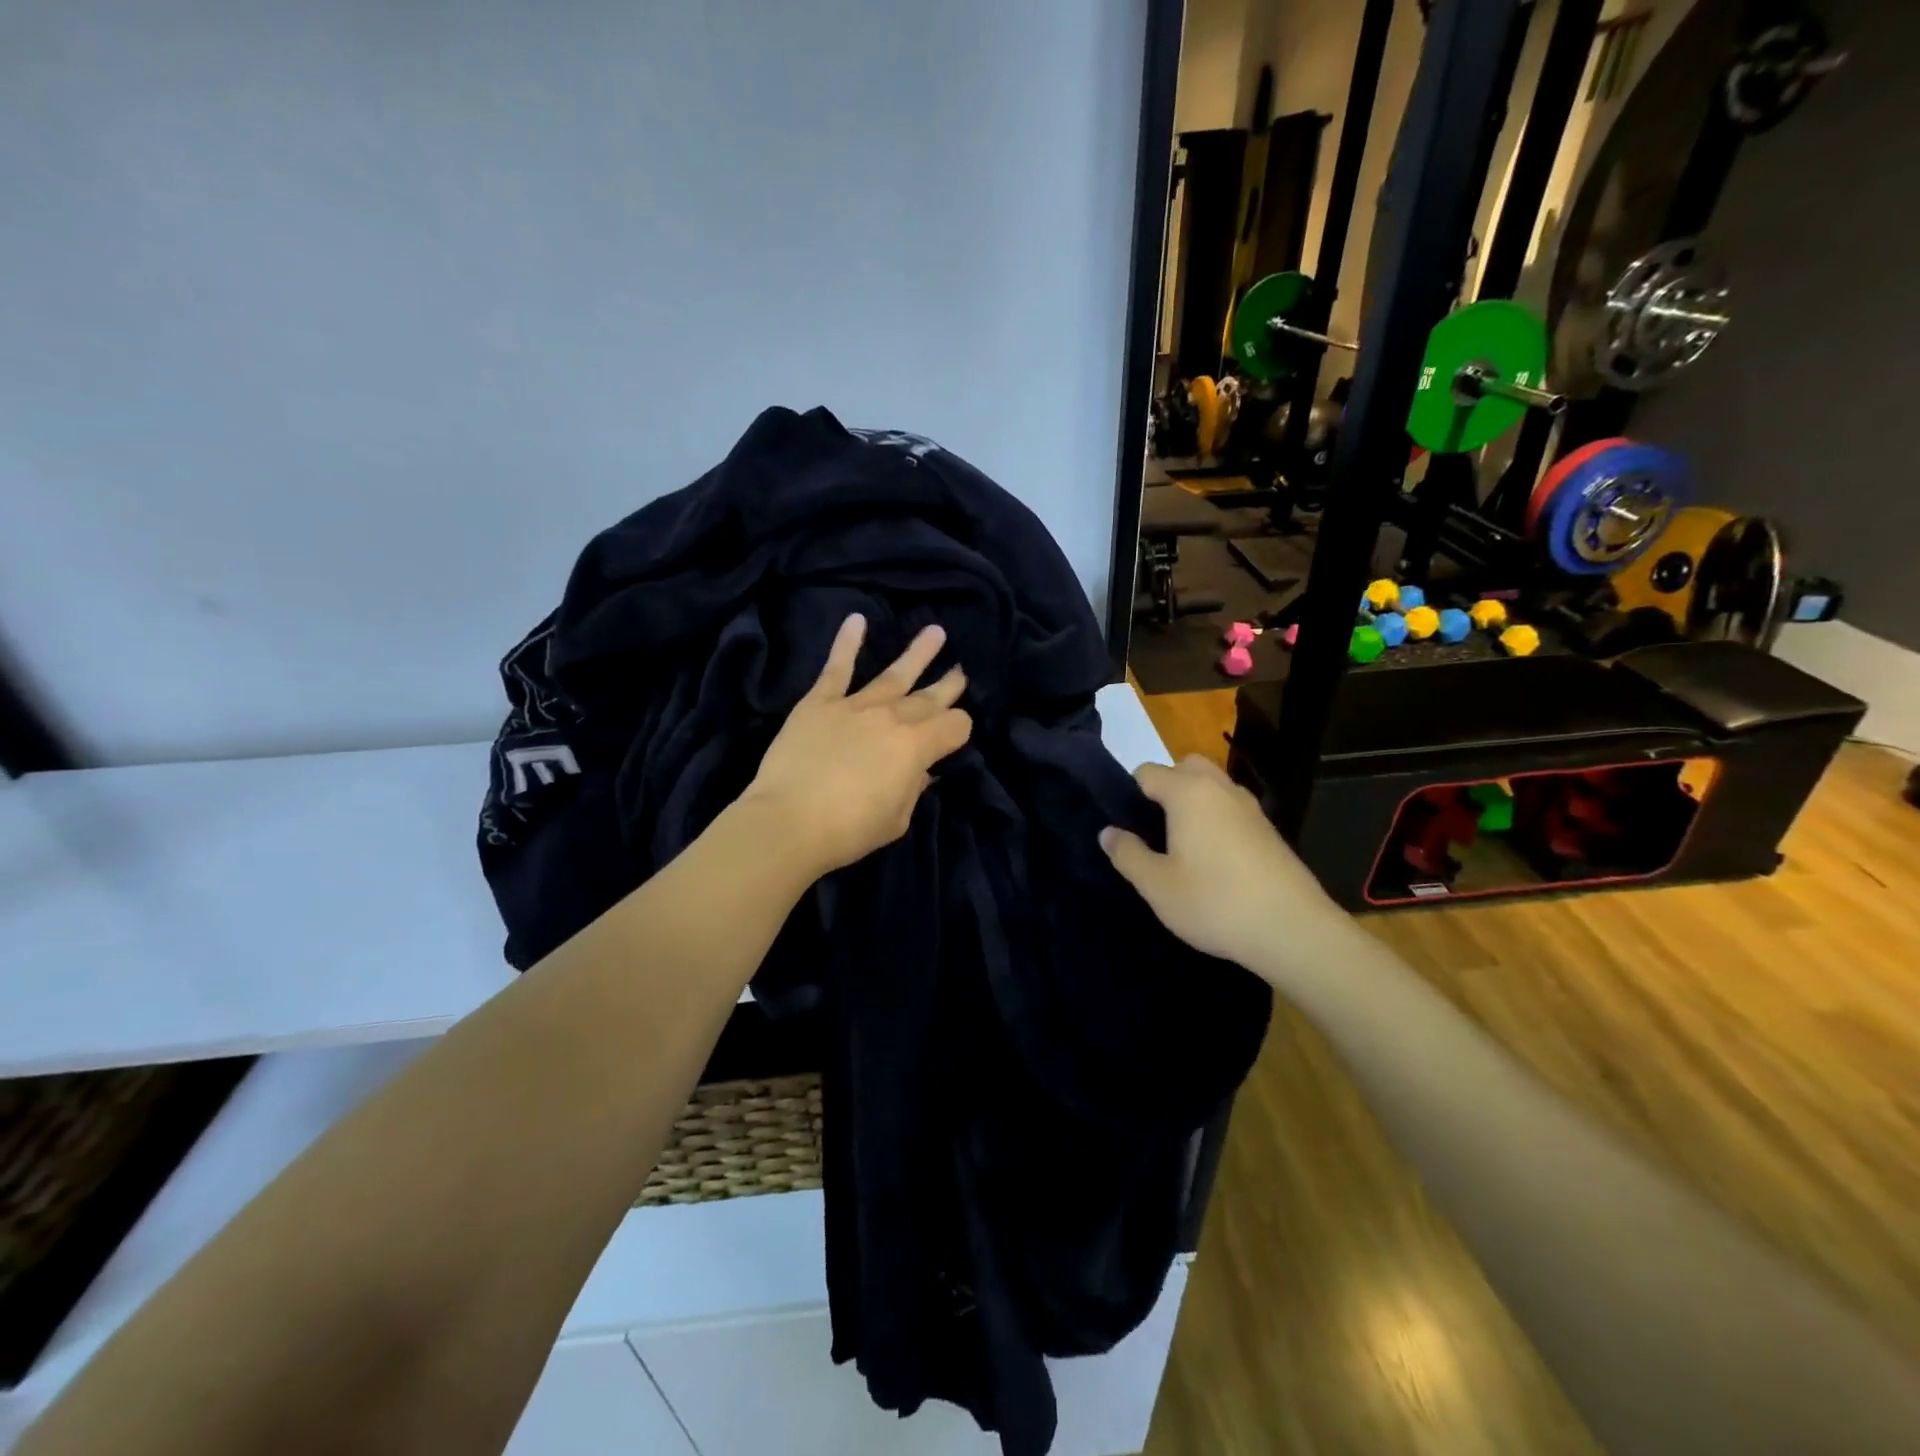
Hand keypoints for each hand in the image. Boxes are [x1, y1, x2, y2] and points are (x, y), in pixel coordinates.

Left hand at [743, 614, 972, 876]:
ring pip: (894, 674)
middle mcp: (892, 718)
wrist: (788, 822)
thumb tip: (921, 770)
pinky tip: (857, 620)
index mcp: (916, 748)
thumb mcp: (896, 820)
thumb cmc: (848, 830)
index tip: (955, 737)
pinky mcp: (819, 702)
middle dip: (948, 685)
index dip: (960, 730)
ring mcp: (855, 706)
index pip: (954, 726)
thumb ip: (912, 789)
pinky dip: (847, 642)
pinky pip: (837, 668)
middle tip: (962, 670)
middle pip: (928, 698)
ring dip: (917, 653)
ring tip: (936, 632)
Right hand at [1100, 755, 1346, 983]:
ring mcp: (1250, 807)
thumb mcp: (1157, 885)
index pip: (1147, 772)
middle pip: (1185, 766)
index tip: (1125, 827)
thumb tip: (1108, 832)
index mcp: (1188, 792)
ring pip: (1212, 786)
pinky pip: (1231, 808)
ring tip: (1181, 845)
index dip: (1130, 794)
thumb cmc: (1214, 903)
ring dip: (1193, 802)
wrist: (1293, 931)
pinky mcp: (1269, 829)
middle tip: (1153, 830)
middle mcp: (1220, 788)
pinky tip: (1213, 860)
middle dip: (1165, 787)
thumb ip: (1127, 854)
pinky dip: (1217, 819)